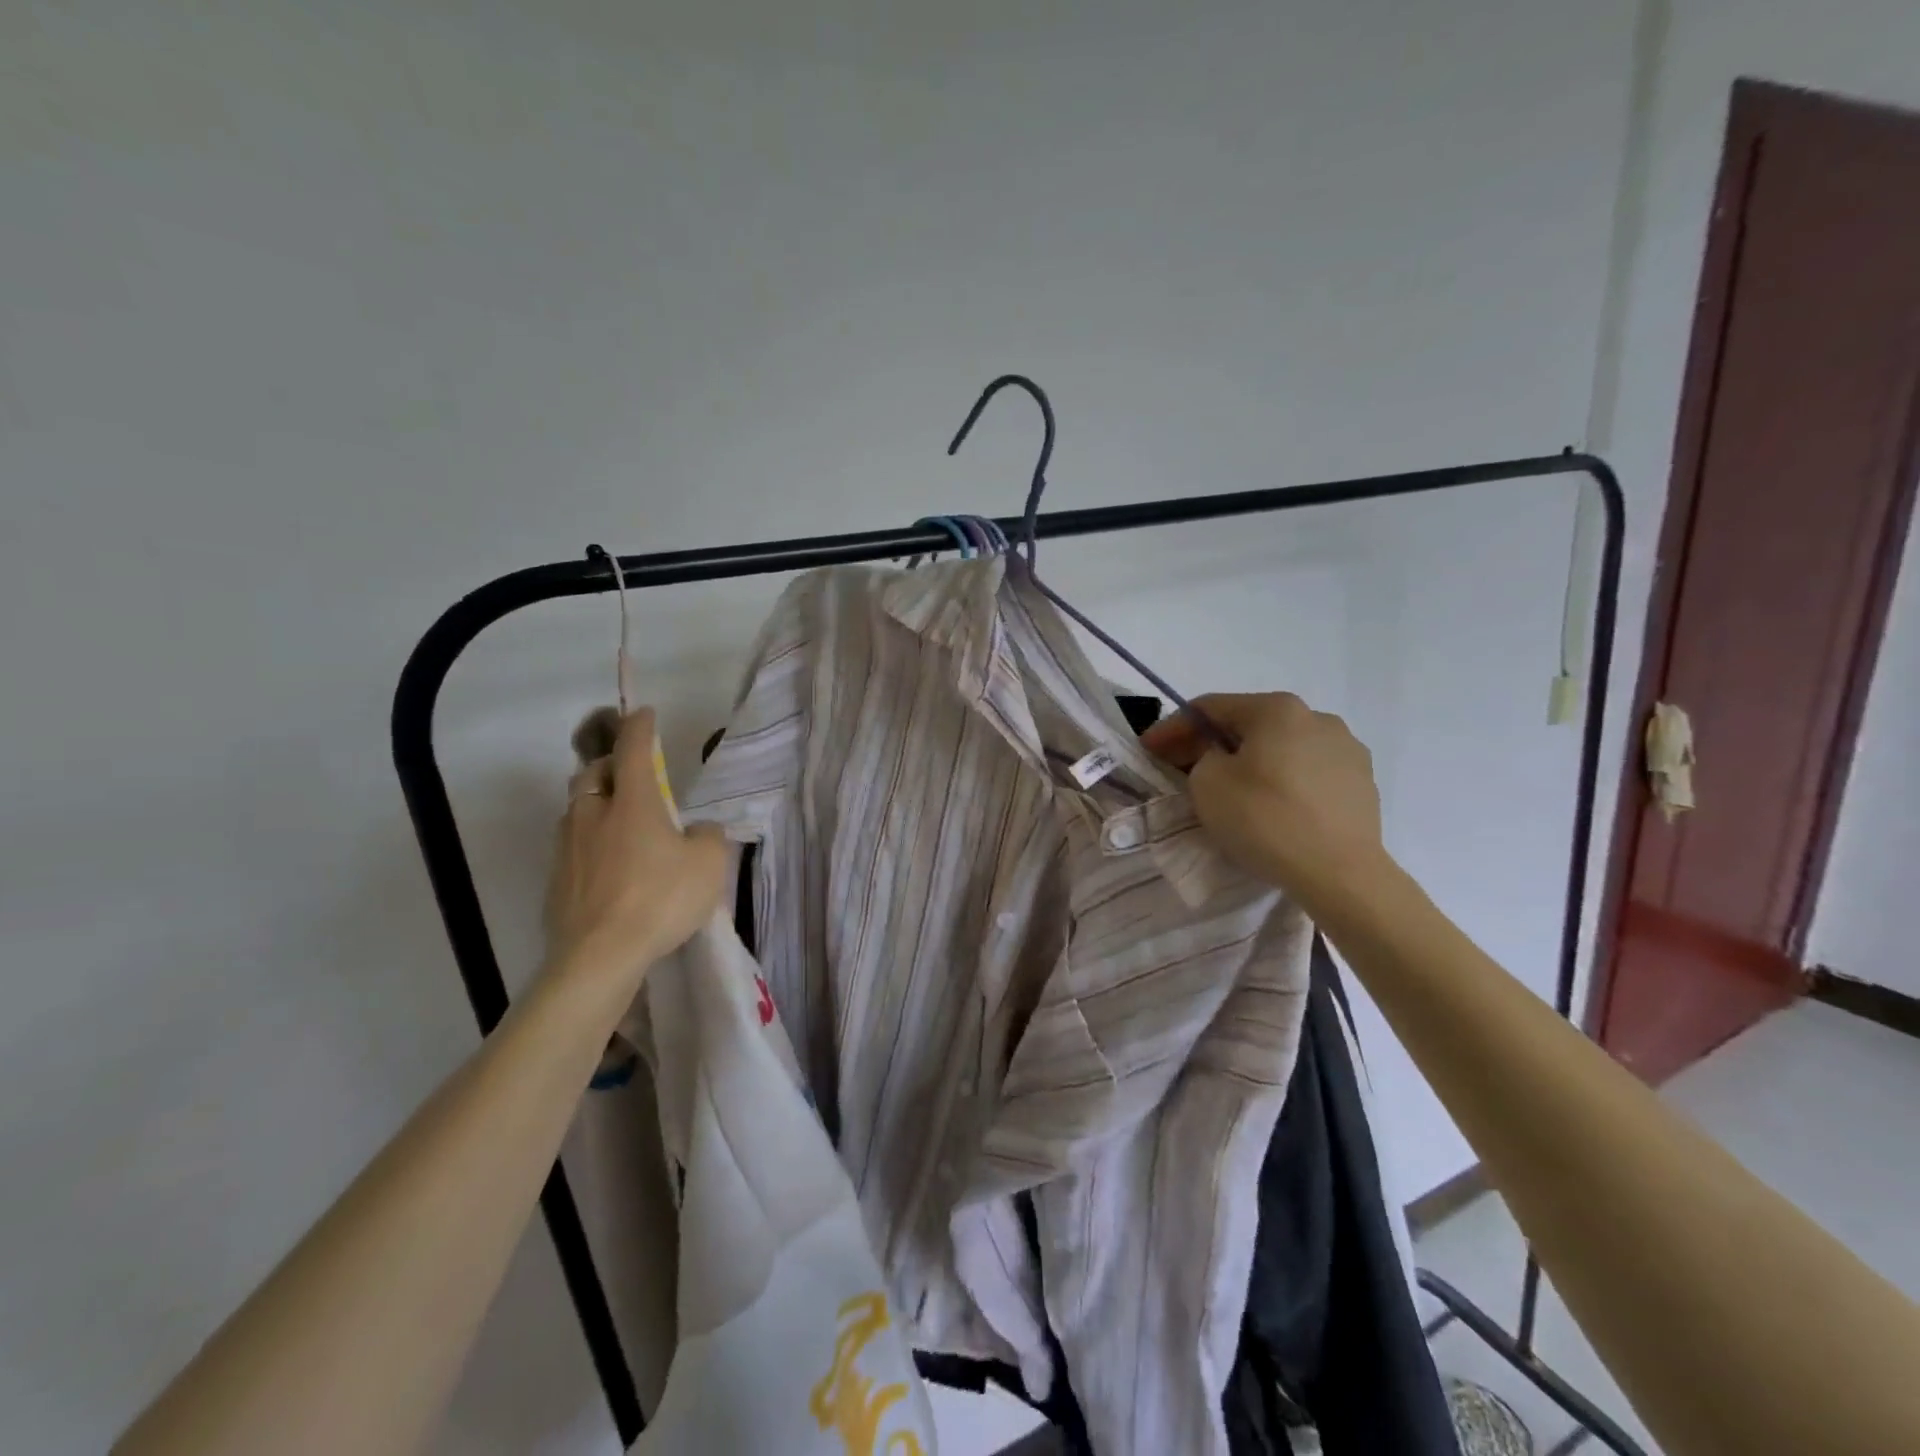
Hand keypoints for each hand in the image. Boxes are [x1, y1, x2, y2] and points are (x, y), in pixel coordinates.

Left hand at [543, 708, 728, 987]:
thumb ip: (708, 837)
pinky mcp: (555, 881)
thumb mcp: (709, 865)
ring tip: (619, 824)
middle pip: (592, 775)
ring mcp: (568, 848)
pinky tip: (607, 868)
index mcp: (632, 802)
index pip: (633, 750)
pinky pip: (572, 847)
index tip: (644, 713)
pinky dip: (589, 844)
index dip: (640, 727)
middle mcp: (593, 815)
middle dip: (609, 766)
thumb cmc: (660, 899)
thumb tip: (696, 831)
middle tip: (631, 777)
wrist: (599, 957)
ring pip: (577, 810)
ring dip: (596, 805)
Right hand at [1141, 692, 1388, 910]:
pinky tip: (1272, 807)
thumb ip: (1202, 757)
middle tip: (1182, 767)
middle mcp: (1317, 717)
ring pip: (1282, 748)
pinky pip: (1308, 773)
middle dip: (1211, 743)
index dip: (1172, 727)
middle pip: (1249, 724)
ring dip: (1251, 761)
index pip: (1209, 708)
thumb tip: (1221, 758)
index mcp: (1277, 709)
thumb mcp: (1207, 783)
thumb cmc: (1265, 819)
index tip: (1148, 748)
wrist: (1341, 874)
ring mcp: (1347, 749)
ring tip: (1231, 789)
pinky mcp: (1362, 782)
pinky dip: (1282, 781)